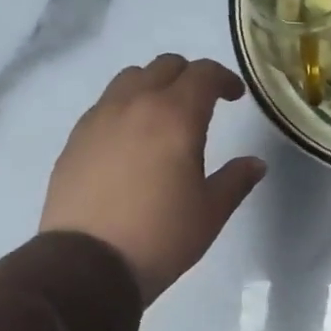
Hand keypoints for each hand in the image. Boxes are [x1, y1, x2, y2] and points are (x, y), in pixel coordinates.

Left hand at [40, 55, 265, 302]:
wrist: (88, 264)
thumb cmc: (162, 235)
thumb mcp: (211, 211)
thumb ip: (236, 180)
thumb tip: (255, 163)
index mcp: (175, 116)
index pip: (203, 74)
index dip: (224, 79)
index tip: (235, 97)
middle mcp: (134, 105)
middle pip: (164, 66)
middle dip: (189, 77)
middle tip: (204, 102)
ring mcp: (98, 119)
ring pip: (129, 79)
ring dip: (154, 86)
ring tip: (165, 116)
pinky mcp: (75, 140)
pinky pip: (105, 105)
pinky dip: (126, 108)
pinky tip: (133, 141)